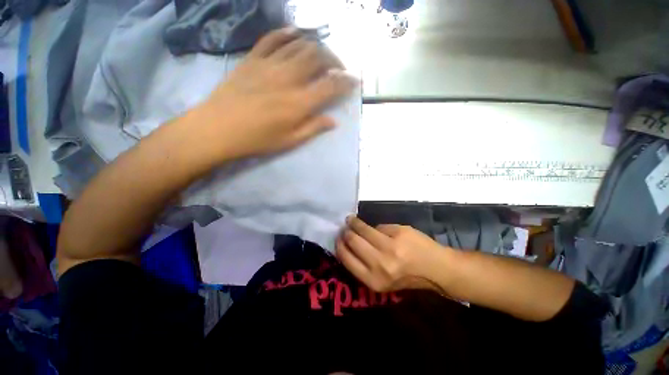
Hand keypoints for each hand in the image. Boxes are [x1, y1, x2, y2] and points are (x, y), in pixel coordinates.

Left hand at [195, 28, 357, 160]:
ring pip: (300, 45)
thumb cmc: (257, 139)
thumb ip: (313, 128)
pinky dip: (288, 33)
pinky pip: (272, 38)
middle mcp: (288, 78)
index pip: (330, 86)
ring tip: (323, 55)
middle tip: (339, 69)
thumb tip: (334, 121)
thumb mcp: (290, 141)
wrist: (218, 128)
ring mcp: (269, 65)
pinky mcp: (253, 59)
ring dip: (316, 47)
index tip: (354, 81)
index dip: (346, 82)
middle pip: (318, 58)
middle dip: (334, 61)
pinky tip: (296, 34)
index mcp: (299, 103)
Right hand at [337, 216, 453, 292]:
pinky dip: (376, 227)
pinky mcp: (399, 233)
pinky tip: (374, 227)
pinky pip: (379, 226)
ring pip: (363, 229)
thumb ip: (363, 265)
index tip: (338, 238)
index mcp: (372, 279)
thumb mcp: (382, 281)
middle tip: (344, 227)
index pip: (345, 257)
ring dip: (354, 222)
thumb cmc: (407, 277)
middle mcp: (379, 264)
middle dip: (345, 232)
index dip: (339, 245)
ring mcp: (390, 246)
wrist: (436, 269)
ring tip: (351, 220)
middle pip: (352, 240)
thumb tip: (348, 243)